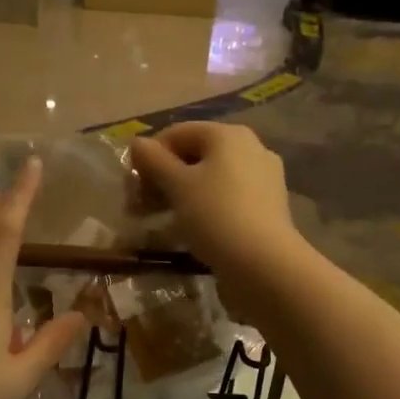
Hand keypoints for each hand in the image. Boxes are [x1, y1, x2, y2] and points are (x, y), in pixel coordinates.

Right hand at [129, 124, 304, 319]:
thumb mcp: (177, 186)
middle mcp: (250, 148)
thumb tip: (138, 143)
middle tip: (141, 206)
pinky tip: (191, 230)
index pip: (177, 133)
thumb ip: (154, 161)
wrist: (264, 265)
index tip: (133, 186)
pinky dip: (205, 208)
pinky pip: (227, 199)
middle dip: (164, 178)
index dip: (149, 156)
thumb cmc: (215, 215)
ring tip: (161, 220)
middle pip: (195, 155)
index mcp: (228, 135)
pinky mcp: (267, 207)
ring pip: (211, 179)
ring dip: (182, 195)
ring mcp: (263, 178)